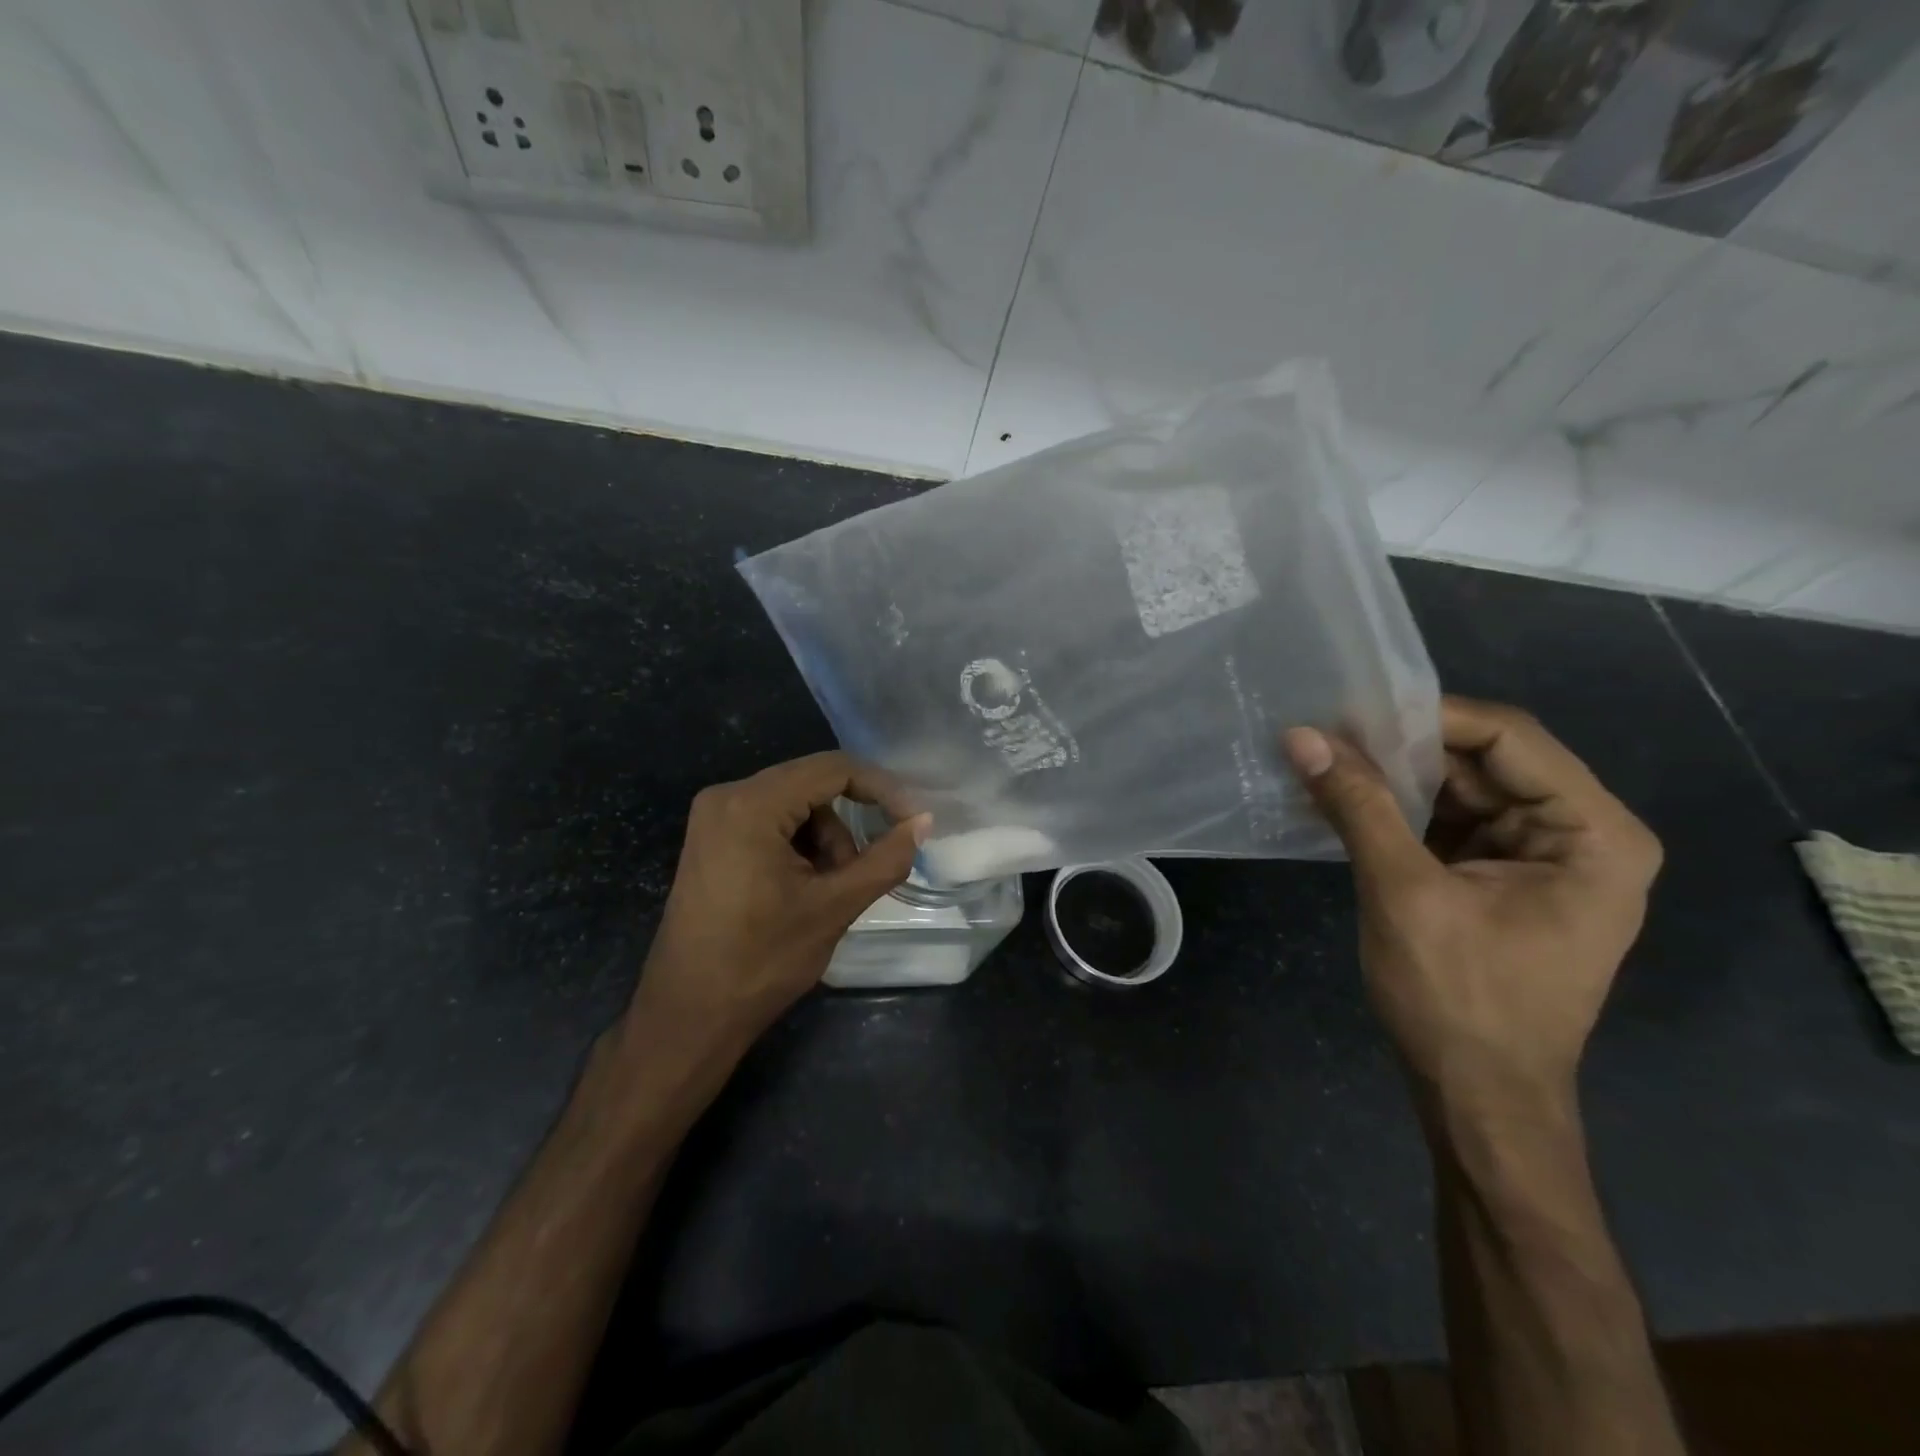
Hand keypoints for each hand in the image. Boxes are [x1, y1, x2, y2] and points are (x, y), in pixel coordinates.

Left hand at [627, 754, 928, 1058]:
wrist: (689, 1014)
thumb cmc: (762, 961)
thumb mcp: (834, 907)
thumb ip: (885, 859)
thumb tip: (922, 821)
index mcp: (751, 805)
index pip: (833, 769)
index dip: (881, 788)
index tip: (912, 819)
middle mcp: (726, 796)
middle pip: (811, 784)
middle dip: (847, 824)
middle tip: (864, 869)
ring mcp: (713, 817)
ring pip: (794, 805)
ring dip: (824, 839)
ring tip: (828, 890)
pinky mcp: (712, 838)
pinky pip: (771, 821)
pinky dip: (799, 845)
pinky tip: (802, 887)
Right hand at [1285, 698, 1661, 1113]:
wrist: (1477, 1097)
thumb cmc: (1458, 999)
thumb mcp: (1402, 892)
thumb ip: (1358, 805)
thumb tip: (1302, 736)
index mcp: (1593, 833)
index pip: (1508, 737)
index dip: (1427, 717)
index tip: (1349, 711)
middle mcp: (1580, 835)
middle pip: (1484, 761)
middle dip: (1402, 748)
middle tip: (1325, 733)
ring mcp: (1540, 858)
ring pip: (1460, 789)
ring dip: (1393, 778)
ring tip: (1323, 760)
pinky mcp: (1500, 879)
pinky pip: (1447, 823)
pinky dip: (1397, 811)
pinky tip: (1343, 800)